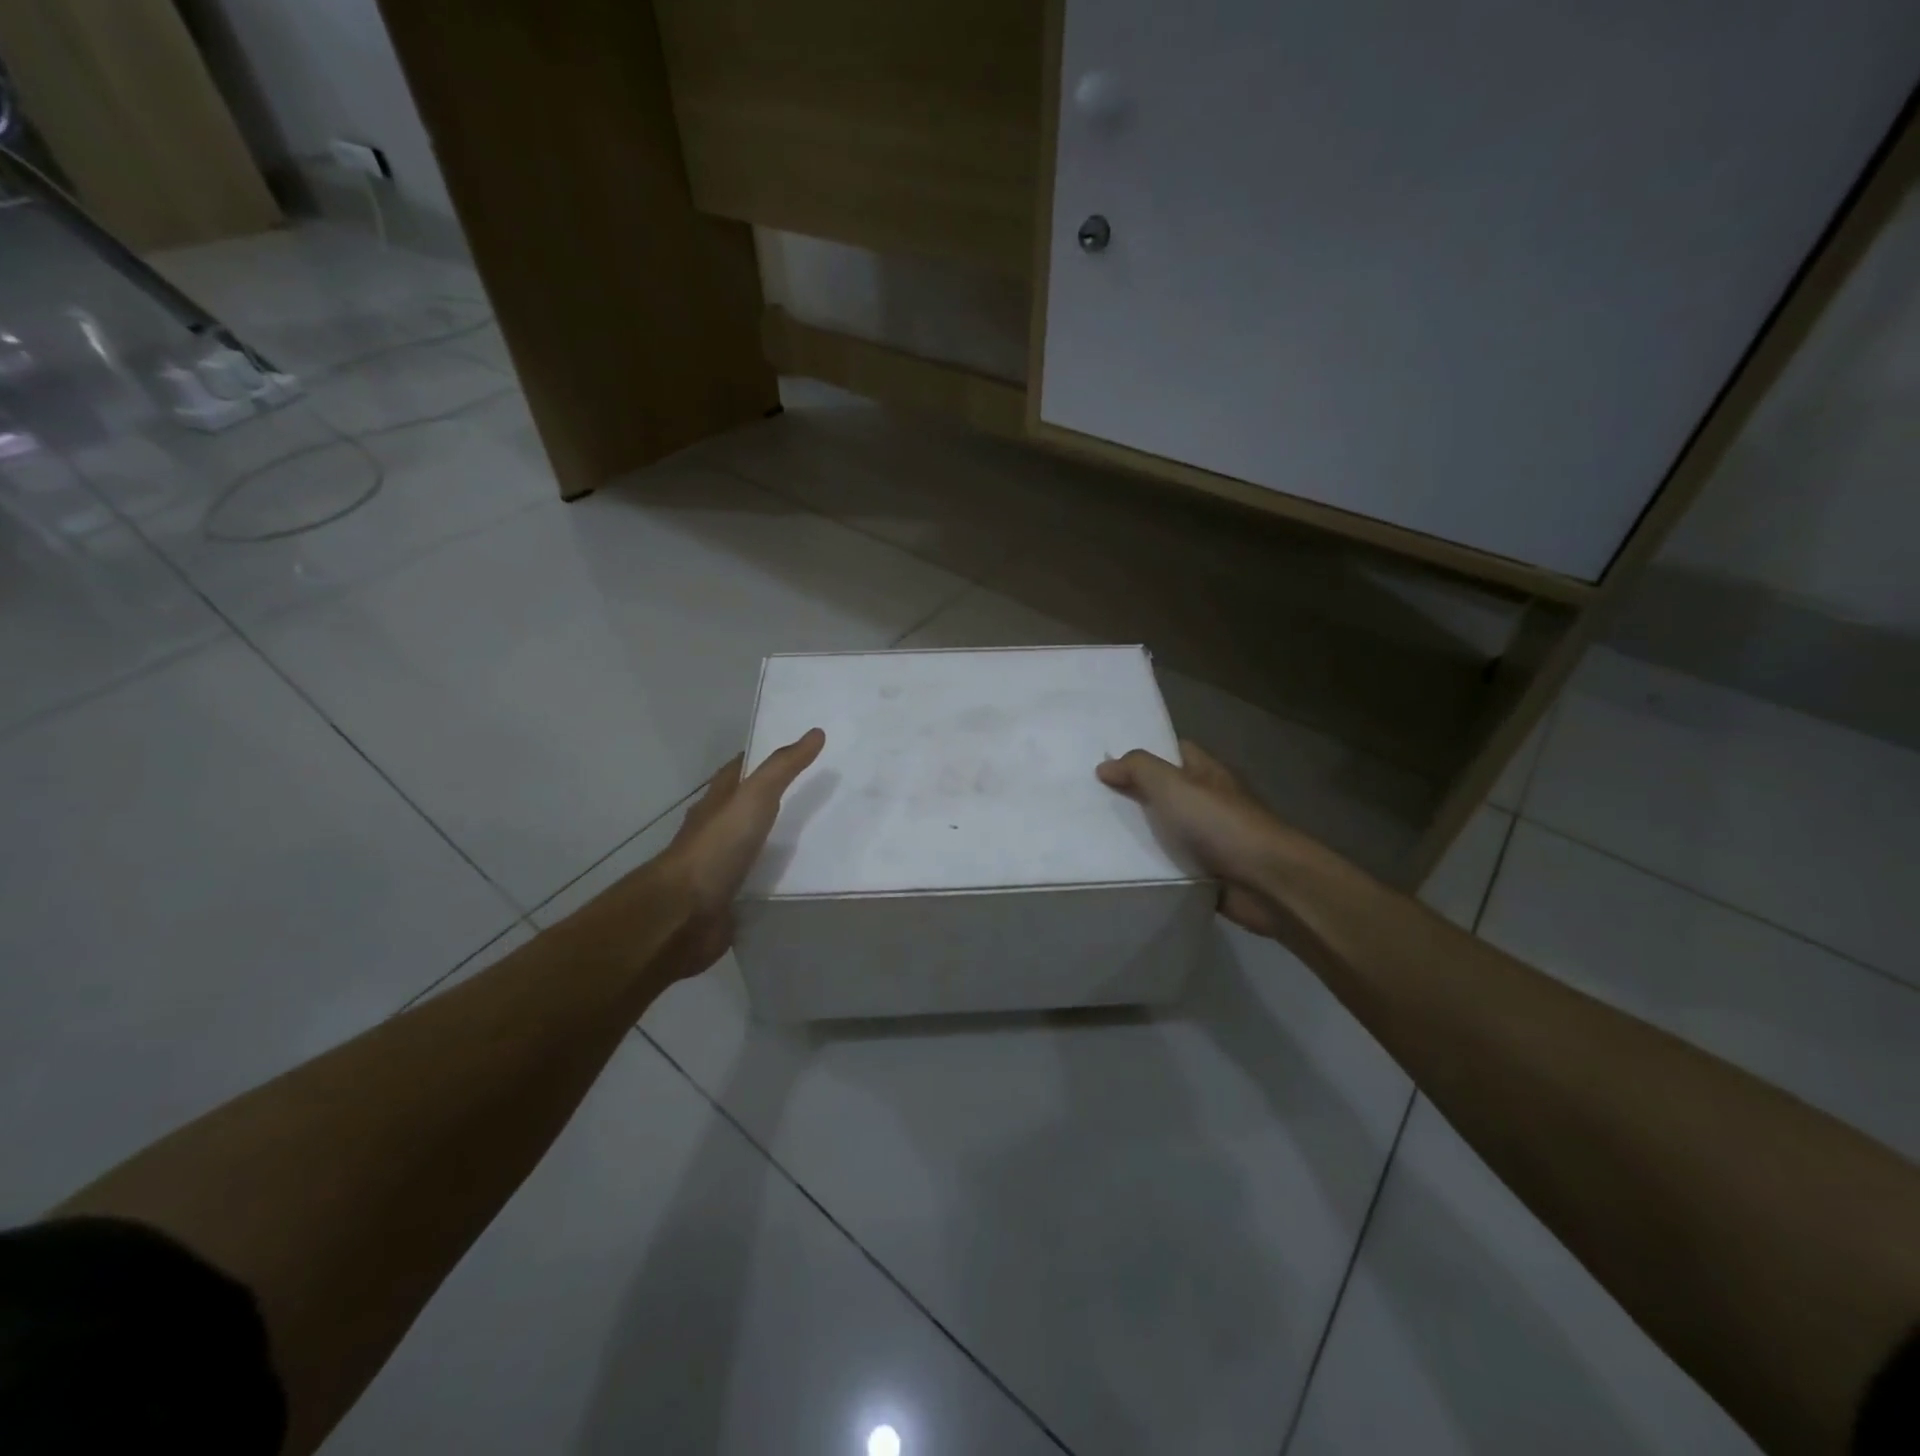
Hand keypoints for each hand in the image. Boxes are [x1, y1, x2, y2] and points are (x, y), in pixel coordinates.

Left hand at [654, 728, 825, 979]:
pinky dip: (776, 877)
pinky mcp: (730, 897)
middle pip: (747, 806)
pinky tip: (802, 879)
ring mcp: (721, 865)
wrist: (684, 912)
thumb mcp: (754, 796)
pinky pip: (758, 880)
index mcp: (717, 801)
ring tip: (820, 836)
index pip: (740, 770)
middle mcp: (716, 829)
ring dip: (777, 840)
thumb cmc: (717, 845)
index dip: (764, 758)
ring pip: (753, 844)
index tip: (798, 750)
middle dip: (775, 798)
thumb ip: (783, 768)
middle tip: (818, 793)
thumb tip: (815, 732)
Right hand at [1096, 740, 1291, 937]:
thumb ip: (1139, 770)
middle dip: (1133, 796)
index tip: (1106, 761)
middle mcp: (1209, 801)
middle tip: (1089, 800)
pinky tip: (1121, 869)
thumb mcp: (1173, 785)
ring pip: (1166, 831)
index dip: (1144, 753)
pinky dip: (1152, 866)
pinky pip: (1172, 864)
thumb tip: (1105, 765)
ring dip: (1139, 835)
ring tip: (1094, 835)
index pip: (1174, 751)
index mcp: (1206, 773)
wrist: (1266, 882)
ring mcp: (1210, 839)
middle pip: (1165, 793)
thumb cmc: (1220, 824)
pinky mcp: (1207, 873)